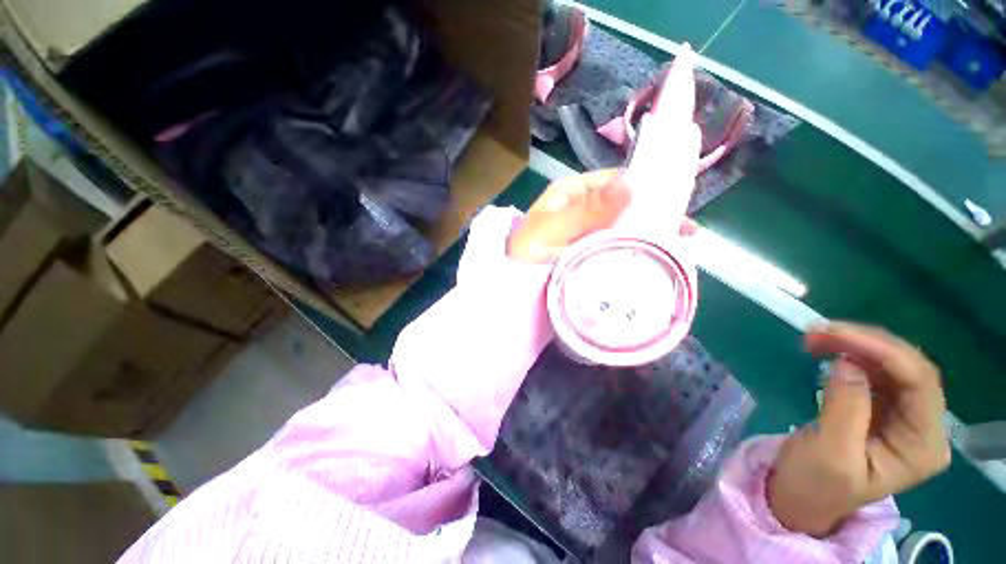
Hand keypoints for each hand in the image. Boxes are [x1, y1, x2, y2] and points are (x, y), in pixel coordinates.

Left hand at [507, 169, 697, 263]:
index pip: (615, 182)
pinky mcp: (589, 255)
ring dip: (646, 234)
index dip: (644, 188)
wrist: (509, 288)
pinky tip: (654, 258)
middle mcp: (583, 210)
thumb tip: (631, 183)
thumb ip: (586, 211)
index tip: (673, 202)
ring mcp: (587, 234)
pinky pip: (615, 249)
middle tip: (683, 231)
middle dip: (651, 215)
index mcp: (573, 194)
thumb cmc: (524, 255)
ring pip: (622, 228)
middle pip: (623, 206)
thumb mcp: (552, 229)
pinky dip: (633, 252)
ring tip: (677, 246)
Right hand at [769, 322, 950, 536]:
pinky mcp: (881, 406)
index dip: (884, 352)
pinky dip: (849, 353)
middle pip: (909, 368)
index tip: (836, 335)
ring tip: (815, 337)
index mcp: (923, 446)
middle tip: (819, 331)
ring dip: (855, 344)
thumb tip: (846, 362)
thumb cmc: (816, 484)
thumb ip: (845, 408)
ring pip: (891, 363)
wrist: (801, 496)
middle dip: (866, 343)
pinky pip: (874, 369)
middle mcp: (923, 425)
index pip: (920, 384)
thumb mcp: (831, 453)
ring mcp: (903, 414)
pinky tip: (826, 350)